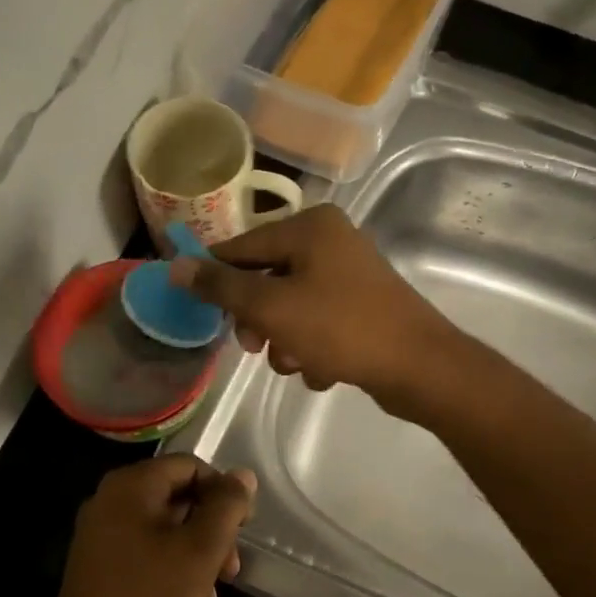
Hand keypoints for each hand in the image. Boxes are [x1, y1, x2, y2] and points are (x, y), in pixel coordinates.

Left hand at [45, 456, 255, 596]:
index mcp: (130, 486)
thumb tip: (243, 475)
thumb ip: (227, 506)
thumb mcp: (201, 549)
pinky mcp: (97, 566)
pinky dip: (171, 571)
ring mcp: (99, 535)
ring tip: (212, 595)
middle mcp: (109, 501)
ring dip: (196, 557)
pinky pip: (145, 553)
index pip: (190, 467)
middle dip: (211, 532)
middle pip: (177, 499)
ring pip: (164, 531)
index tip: (243, 529)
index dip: (223, 492)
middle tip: (231, 569)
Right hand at [168, 205, 459, 406]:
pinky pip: (320, 323)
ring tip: (296, 363)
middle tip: (255, 347)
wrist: (419, 366)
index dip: (217, 279)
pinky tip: (323, 370)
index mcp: (310, 227)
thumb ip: (222, 287)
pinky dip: (314, 348)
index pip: (242, 247)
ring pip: (292, 306)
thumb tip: (176, 266)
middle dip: (258, 319)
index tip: (198, 310)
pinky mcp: (363, 307)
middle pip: (268, 278)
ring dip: (285, 340)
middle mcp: (331, 241)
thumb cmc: (341, 328)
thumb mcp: (272, 307)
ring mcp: (350, 274)